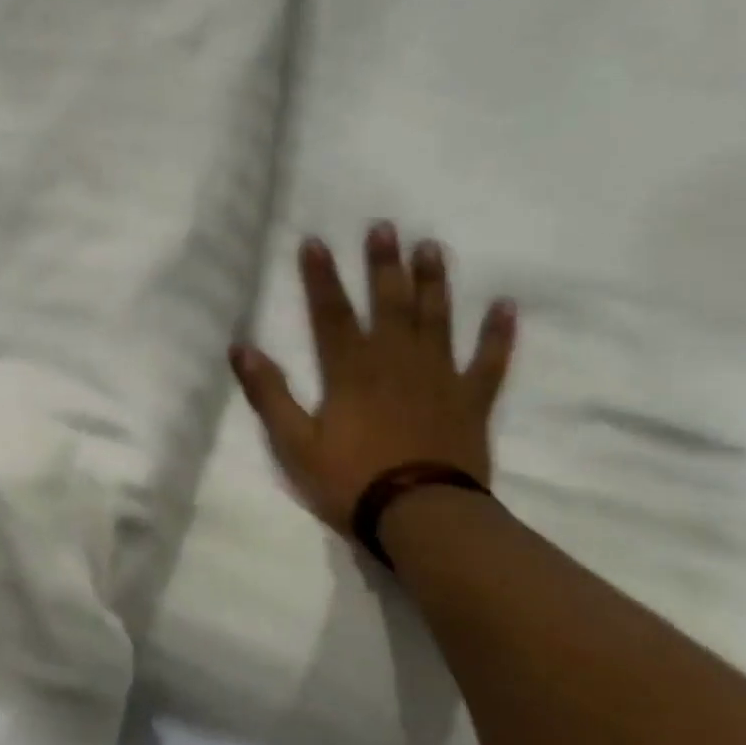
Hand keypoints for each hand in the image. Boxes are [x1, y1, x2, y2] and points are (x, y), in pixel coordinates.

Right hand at [230, 224, 515, 534]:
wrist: (421, 517)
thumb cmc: (352, 480)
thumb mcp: (294, 443)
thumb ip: (269, 394)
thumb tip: (240, 348)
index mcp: (351, 370)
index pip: (331, 313)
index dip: (321, 277)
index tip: (316, 241)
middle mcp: (396, 361)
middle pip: (389, 303)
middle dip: (383, 264)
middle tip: (385, 227)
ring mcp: (439, 377)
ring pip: (436, 319)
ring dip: (433, 283)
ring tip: (432, 247)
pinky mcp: (471, 400)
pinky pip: (489, 361)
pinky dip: (498, 335)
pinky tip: (505, 307)